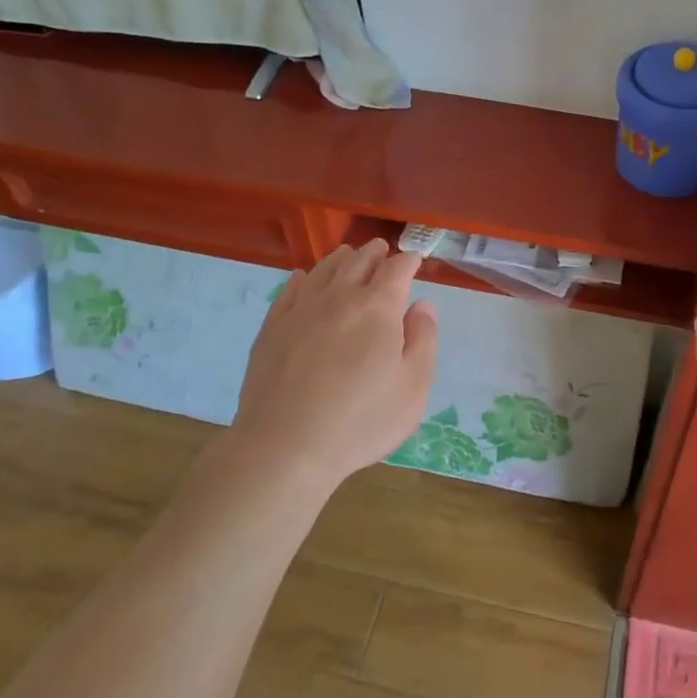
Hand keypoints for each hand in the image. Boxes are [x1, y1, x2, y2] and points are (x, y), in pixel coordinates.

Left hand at [229, 239, 438, 491]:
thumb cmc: (361, 421)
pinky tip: (304, 279)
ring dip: (342, 258)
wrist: (285, 447)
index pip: (397, 268)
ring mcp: (301, 309)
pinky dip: (304, 278)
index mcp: (378, 307)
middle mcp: (339, 296)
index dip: (409, 260)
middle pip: (359, 260)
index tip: (415, 260)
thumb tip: (421, 306)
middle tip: (383, 250)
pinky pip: (291, 289)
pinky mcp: (272, 327)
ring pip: (324, 268)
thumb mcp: (413, 387)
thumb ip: (423, 340)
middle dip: (375, 252)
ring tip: (349, 256)